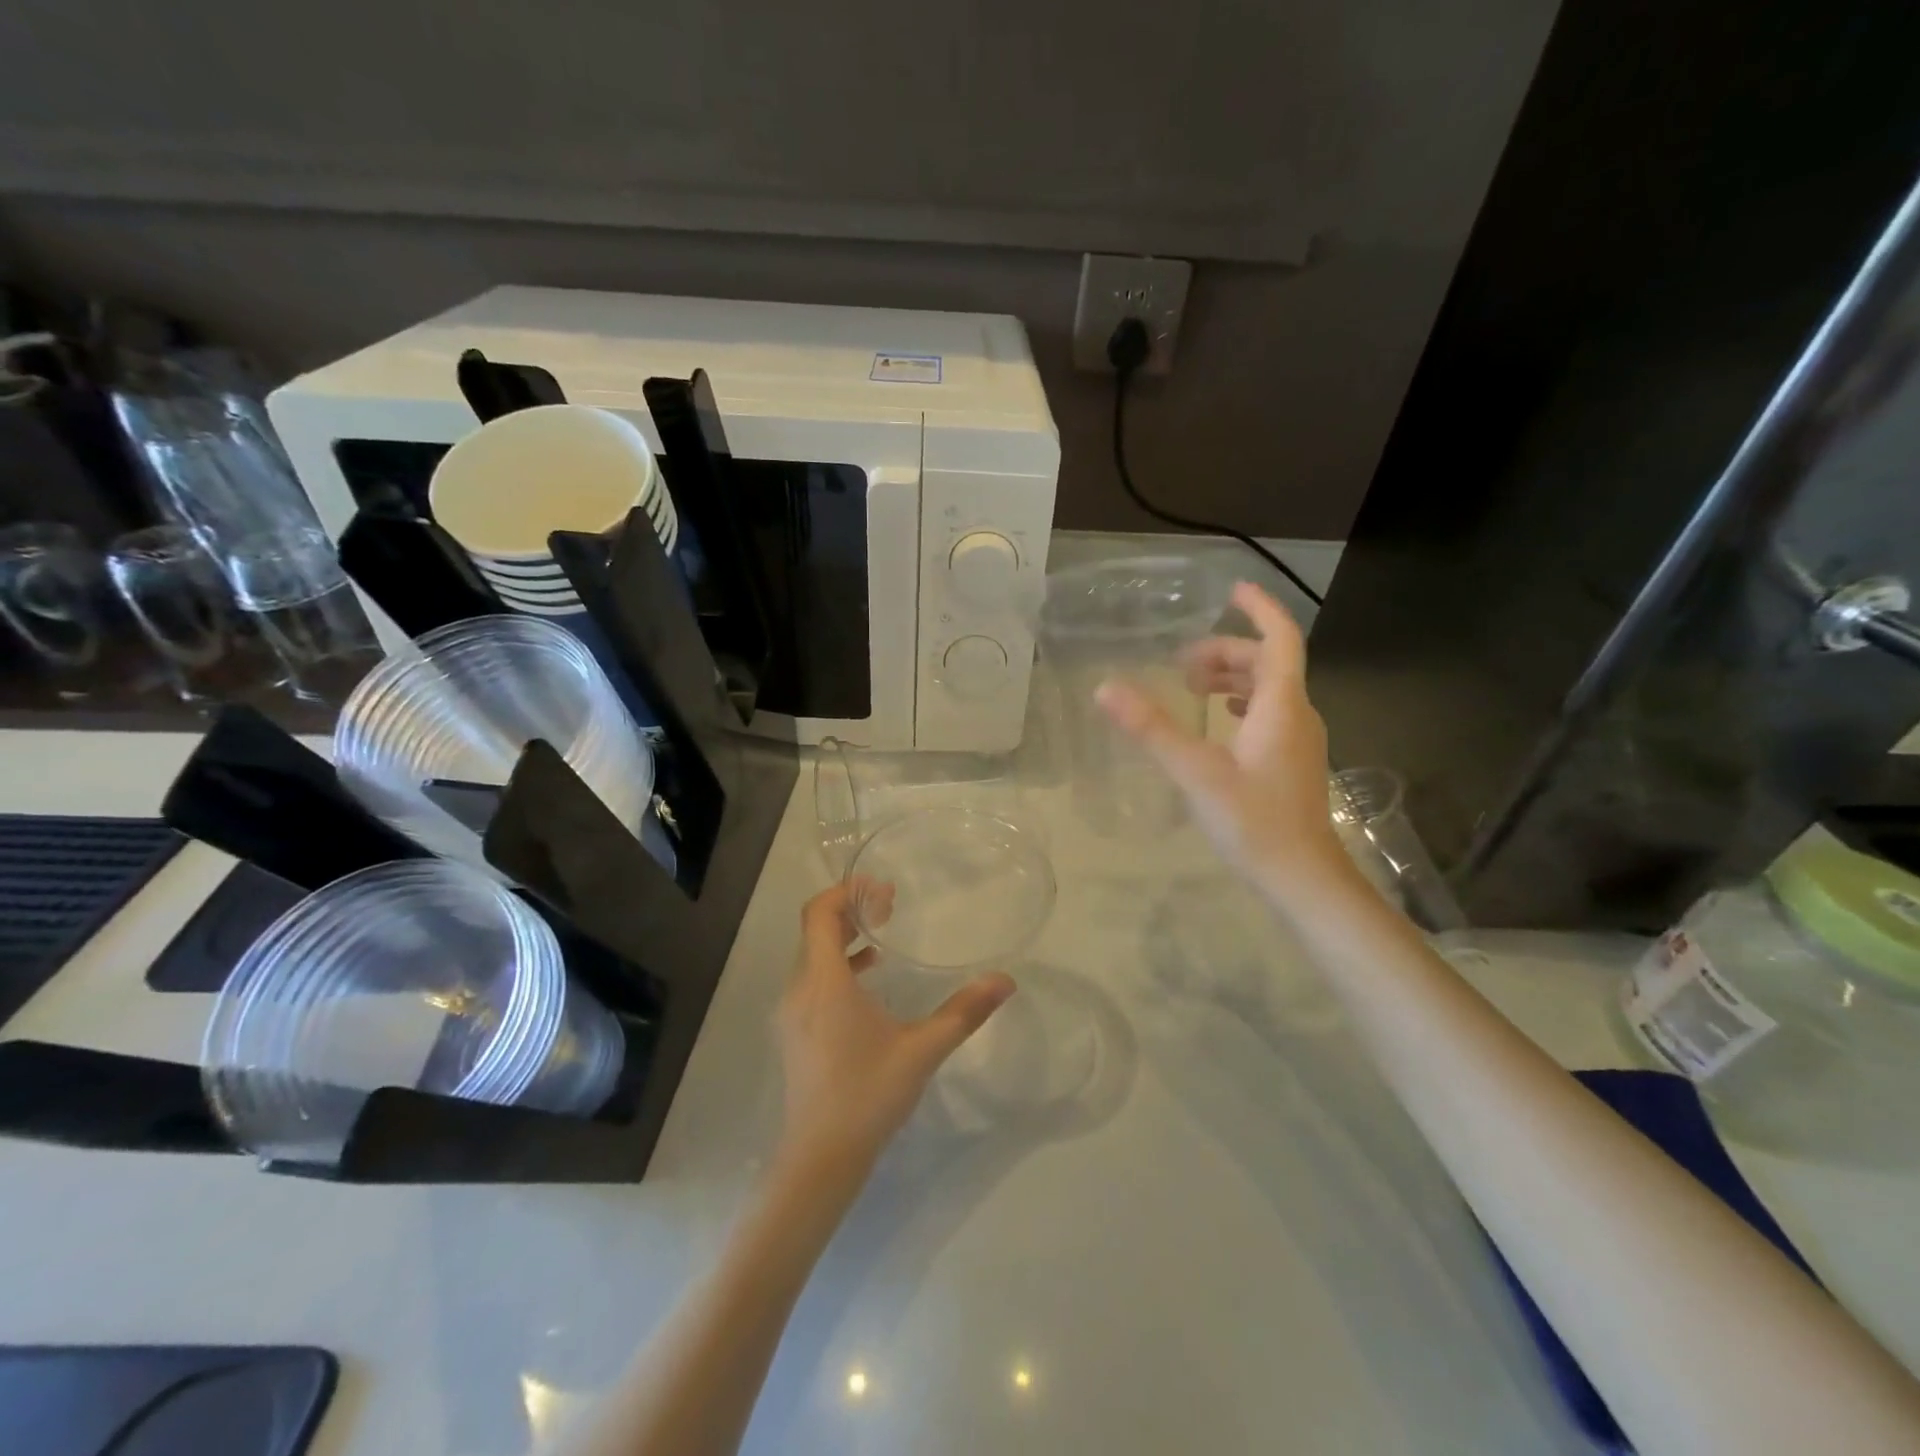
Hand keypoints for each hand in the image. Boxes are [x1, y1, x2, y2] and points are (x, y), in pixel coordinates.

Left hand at [776, 881, 1014, 1175]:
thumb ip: (964, 1012)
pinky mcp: (796, 1031)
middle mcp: (800, 989)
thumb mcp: (922, 1050)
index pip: (819, 913)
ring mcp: (793, 1012)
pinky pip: (813, 979)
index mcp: (824, 983)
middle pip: (815, 929)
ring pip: (813, 955)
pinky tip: (870, 977)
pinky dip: (838, 965)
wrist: (820, 1159)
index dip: (846, 892)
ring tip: (883, 932)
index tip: (882, 889)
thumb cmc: (868, 1095)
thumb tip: (1005, 980)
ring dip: (843, 936)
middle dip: (850, 909)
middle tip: (890, 904)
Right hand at [1097, 581, 1344, 888]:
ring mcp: (1299, 741)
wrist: (1302, 878)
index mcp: (1282, 706)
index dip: (1259, 609)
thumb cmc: (1253, 821)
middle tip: (1182, 661)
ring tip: (1194, 687)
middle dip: (1227, 651)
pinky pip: (1270, 715)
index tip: (1232, 589)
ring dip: (1234, 678)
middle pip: (1269, 663)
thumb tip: (1105, 688)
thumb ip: (1151, 728)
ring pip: (1270, 690)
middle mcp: (1297, 715)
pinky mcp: (1292, 763)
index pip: (1279, 639)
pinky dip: (1242, 705)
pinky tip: (1220, 724)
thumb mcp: (1194, 772)